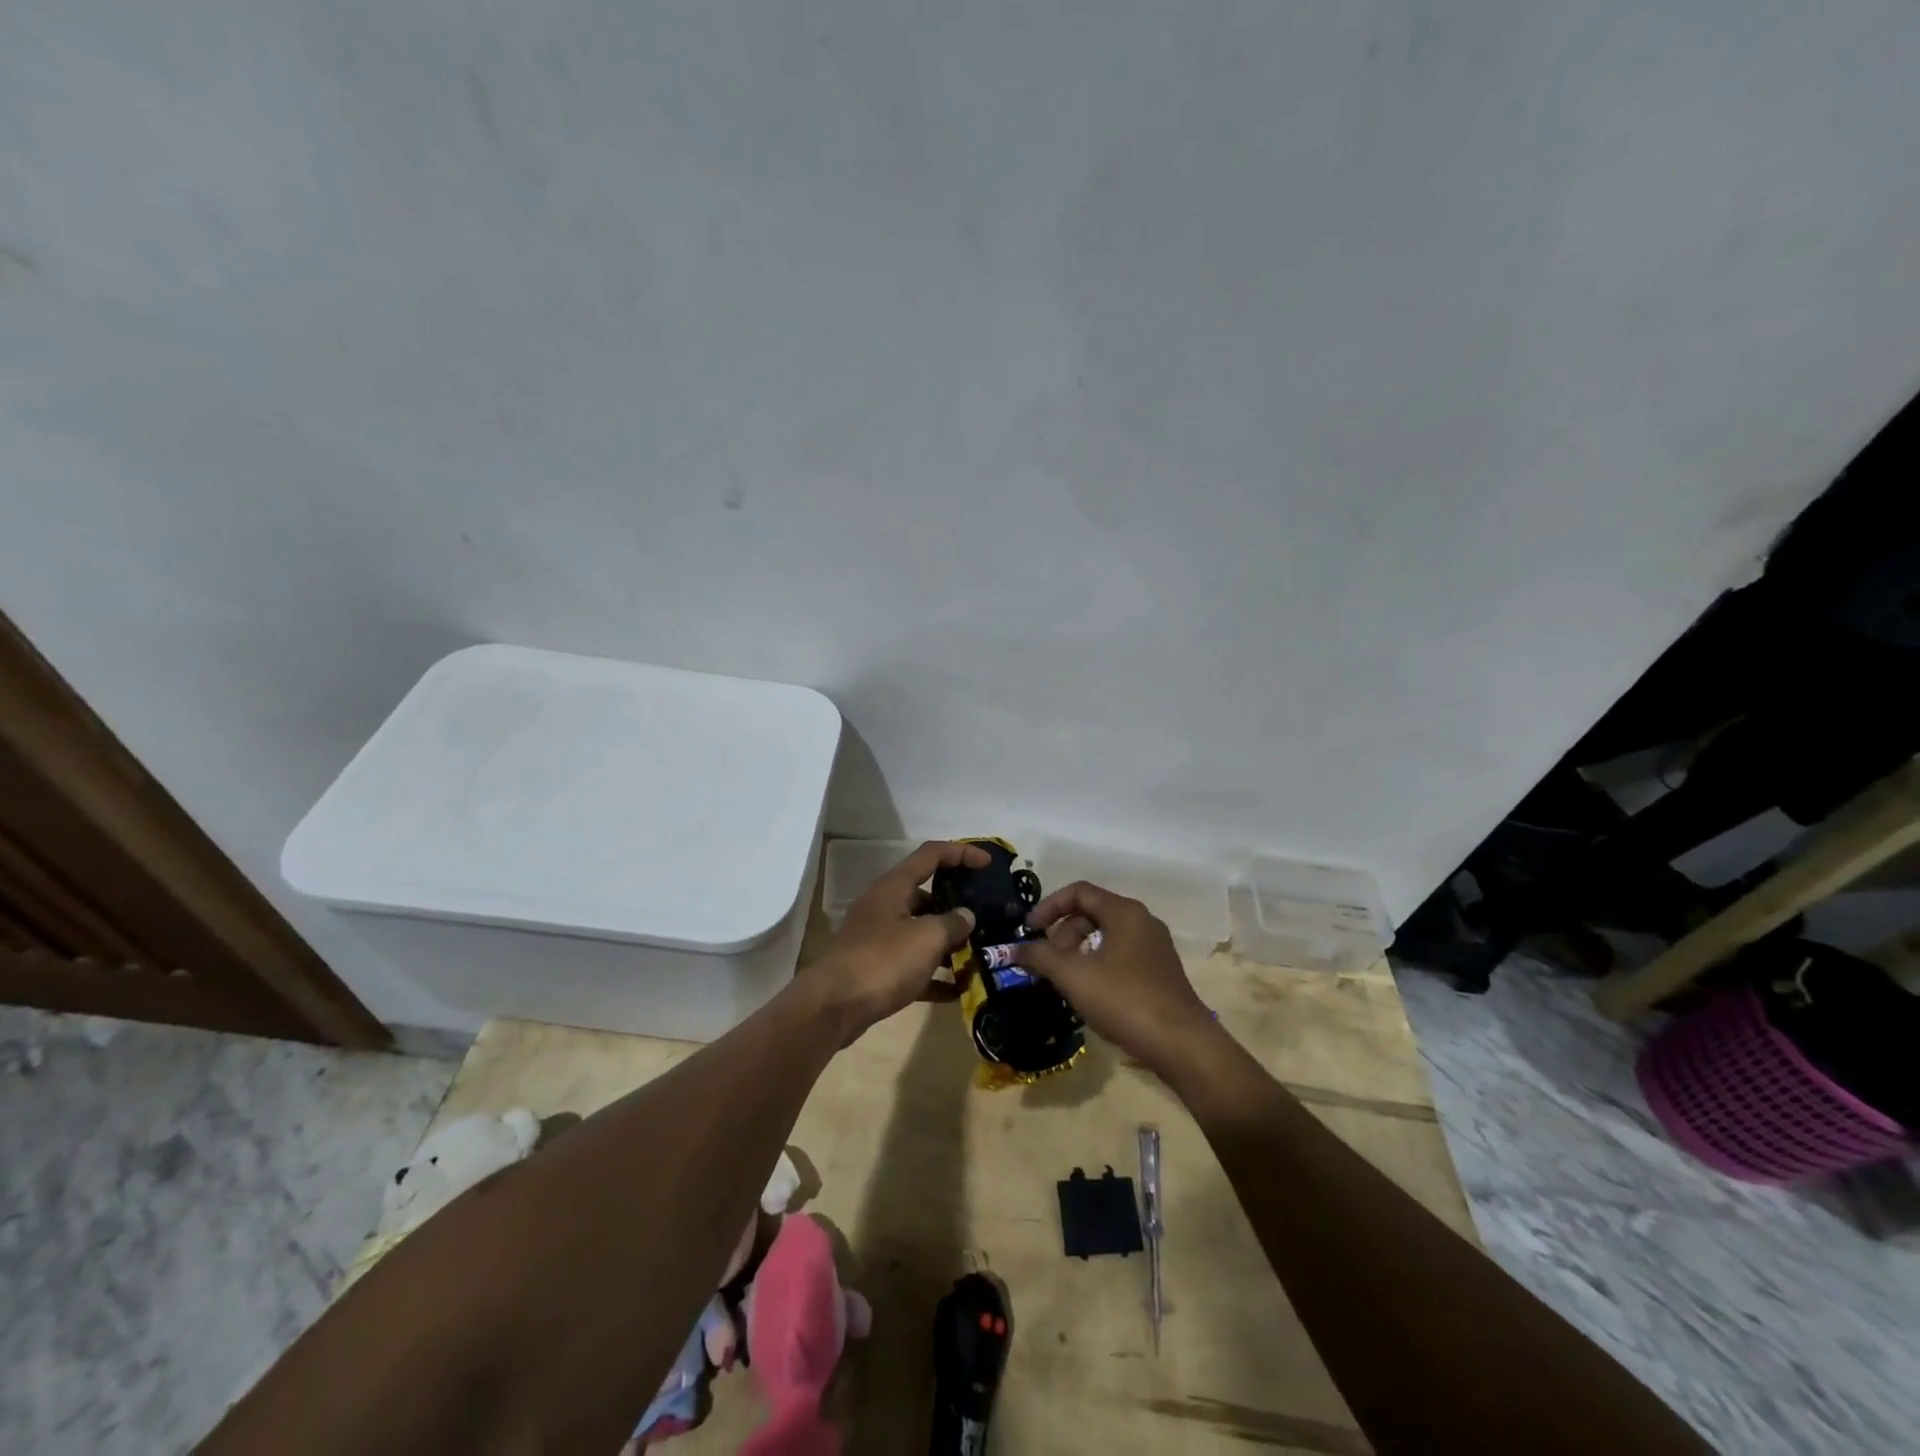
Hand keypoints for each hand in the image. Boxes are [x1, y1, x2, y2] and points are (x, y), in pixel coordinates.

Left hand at [798, 841, 984, 1039]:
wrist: (834, 1006)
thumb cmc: (883, 961)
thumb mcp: (927, 938)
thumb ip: (953, 923)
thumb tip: (966, 916)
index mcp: (894, 886)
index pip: (932, 855)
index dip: (961, 853)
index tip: (988, 863)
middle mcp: (885, 906)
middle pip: (926, 895)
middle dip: (957, 906)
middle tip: (986, 918)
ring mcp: (878, 938)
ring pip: (920, 932)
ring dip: (948, 943)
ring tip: (978, 955)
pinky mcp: (876, 969)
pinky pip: (912, 965)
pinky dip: (933, 974)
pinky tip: (957, 991)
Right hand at [1012, 881, 1220, 1076]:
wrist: (1182, 1045)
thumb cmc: (1125, 1000)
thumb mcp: (1074, 977)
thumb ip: (1040, 957)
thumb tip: (1015, 949)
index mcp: (1124, 912)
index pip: (1079, 892)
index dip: (1049, 906)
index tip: (1029, 930)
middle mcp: (1142, 921)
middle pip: (1092, 913)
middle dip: (1062, 934)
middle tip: (1046, 963)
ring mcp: (1154, 947)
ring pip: (1105, 936)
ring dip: (1077, 951)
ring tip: (1063, 980)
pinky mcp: (1159, 971)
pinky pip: (1119, 955)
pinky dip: (1096, 964)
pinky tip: (1088, 992)